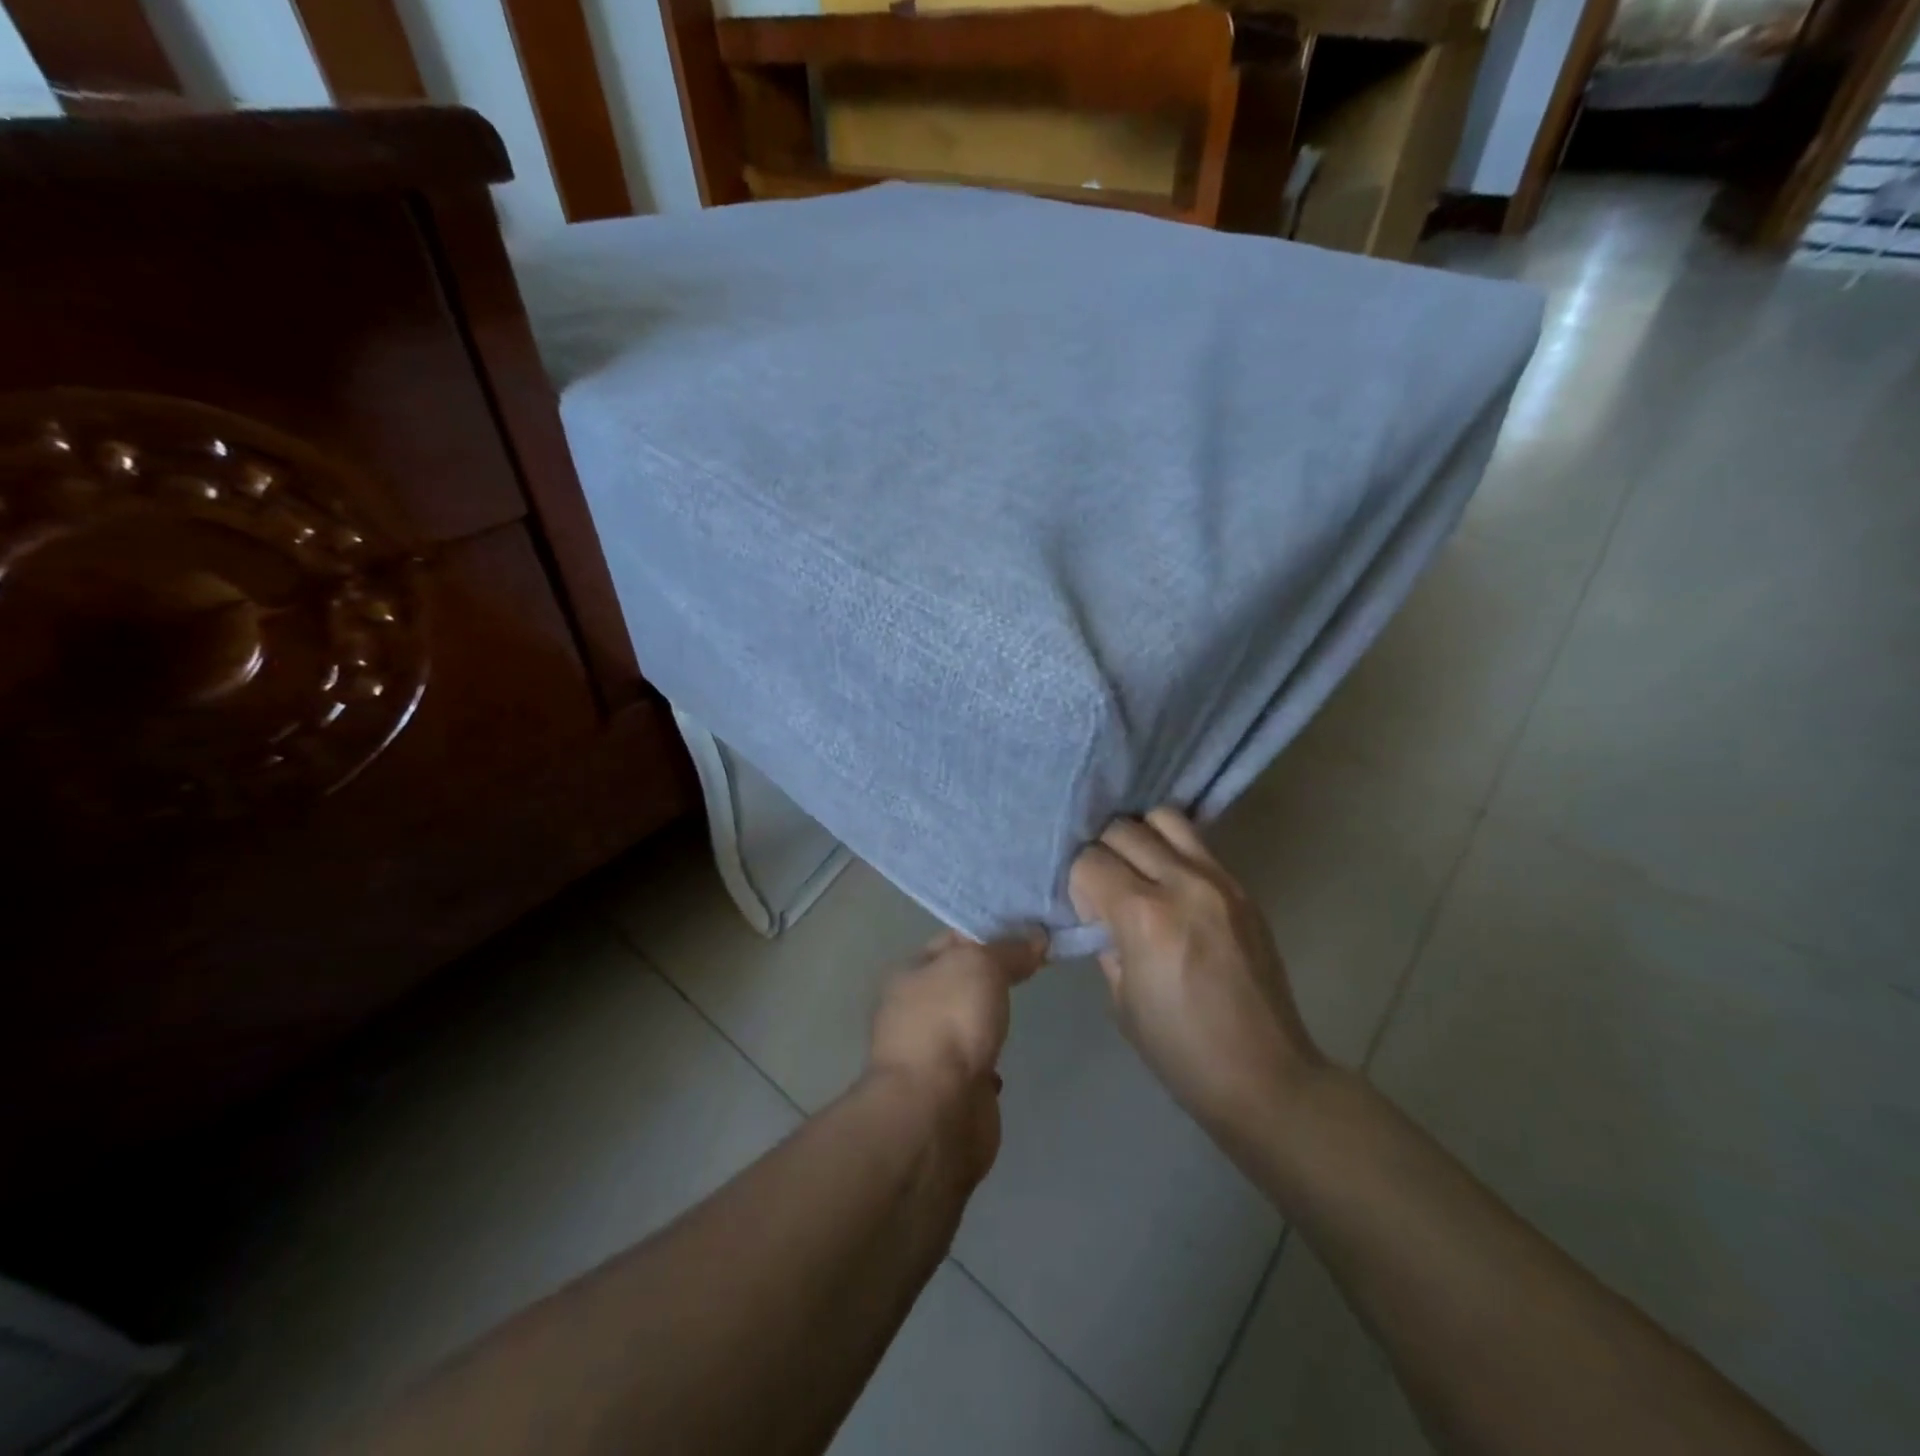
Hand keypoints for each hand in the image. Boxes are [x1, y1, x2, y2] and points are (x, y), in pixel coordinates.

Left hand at [867, 929, 1046, 1175]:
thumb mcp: (981, 965)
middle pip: (960, 980)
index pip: (952, 939)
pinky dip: (990, 1059)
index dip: (989, 930)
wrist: (936, 1111)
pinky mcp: (950, 1090)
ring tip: (1025, 1004)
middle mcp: (914, 1009)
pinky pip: (974, 1063)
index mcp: (911, 973)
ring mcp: (930, 1052)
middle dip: (993, 973)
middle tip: (1038, 962)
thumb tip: (1036, 938)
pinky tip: (1008, 1058)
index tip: (1030, 928)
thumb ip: (1008, 949)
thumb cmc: (950, 1023)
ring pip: (966, 1022)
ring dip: (989, 1017)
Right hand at [1069, 808, 1323, 1138]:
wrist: (1264, 1075)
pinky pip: (1197, 844)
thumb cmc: (1180, 1049)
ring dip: (1141, 837)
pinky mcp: (1242, 888)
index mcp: (1144, 916)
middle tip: (1105, 888)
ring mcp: (1219, 880)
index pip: (1089, 861)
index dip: (1078, 883)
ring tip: (1138, 870)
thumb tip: (1101, 914)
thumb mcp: (1122, 999)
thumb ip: (1107, 942)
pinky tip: (1168, 882)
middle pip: (1122, 829)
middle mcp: (1181, 883)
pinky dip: (1172, 849)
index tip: (1085, 911)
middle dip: (1102, 852)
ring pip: (1164, 818)